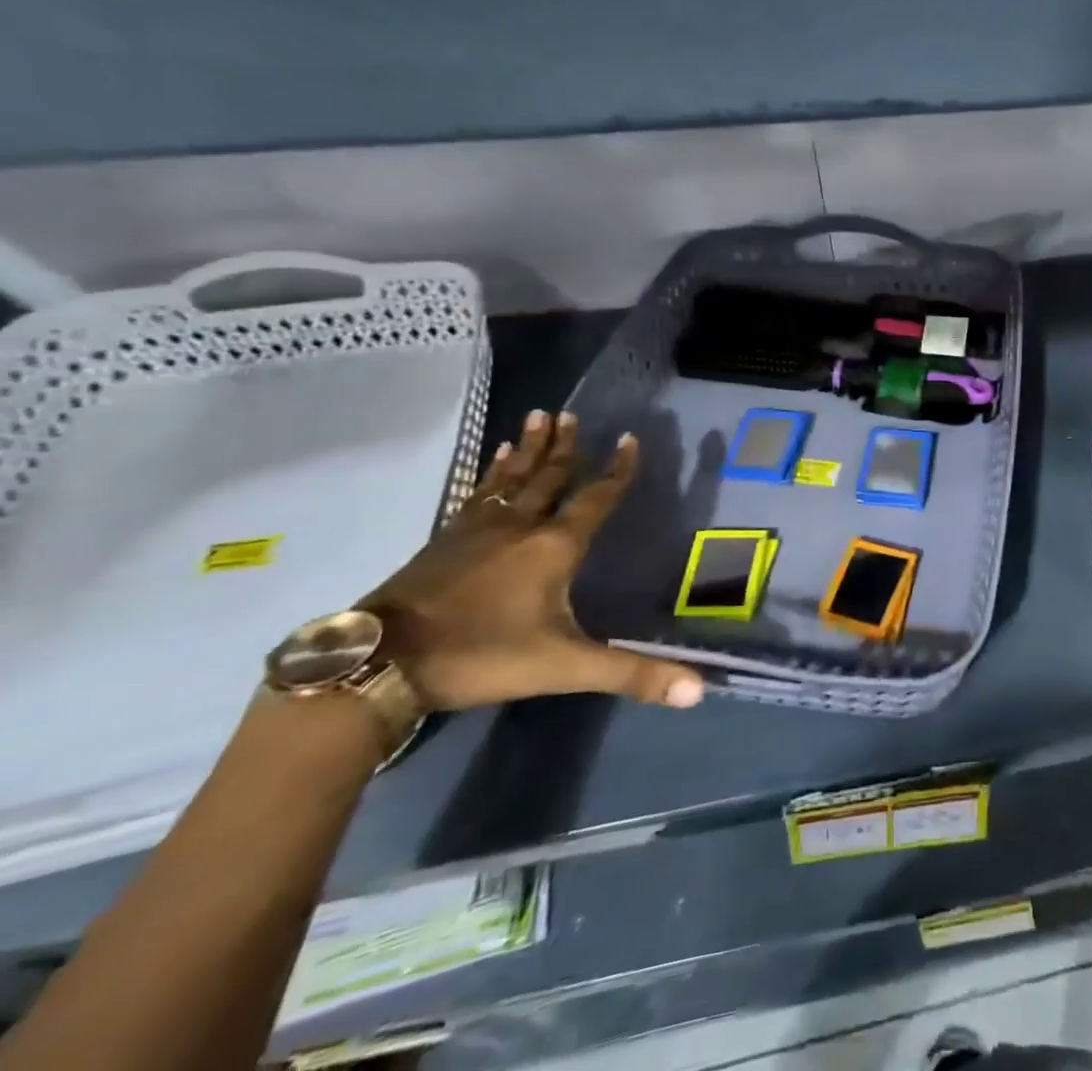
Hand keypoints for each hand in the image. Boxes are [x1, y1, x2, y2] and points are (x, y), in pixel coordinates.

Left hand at [362, 410, 704, 712]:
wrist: (381, 663)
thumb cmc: (482, 656)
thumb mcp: (566, 667)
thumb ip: (632, 675)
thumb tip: (700, 691)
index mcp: (554, 547)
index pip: (596, 497)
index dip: (617, 469)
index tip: (630, 438)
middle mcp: (520, 525)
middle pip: (549, 476)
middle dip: (565, 445)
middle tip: (572, 412)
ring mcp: (477, 528)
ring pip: (511, 477)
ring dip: (529, 448)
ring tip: (538, 417)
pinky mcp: (443, 539)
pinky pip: (476, 493)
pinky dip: (489, 472)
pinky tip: (491, 462)